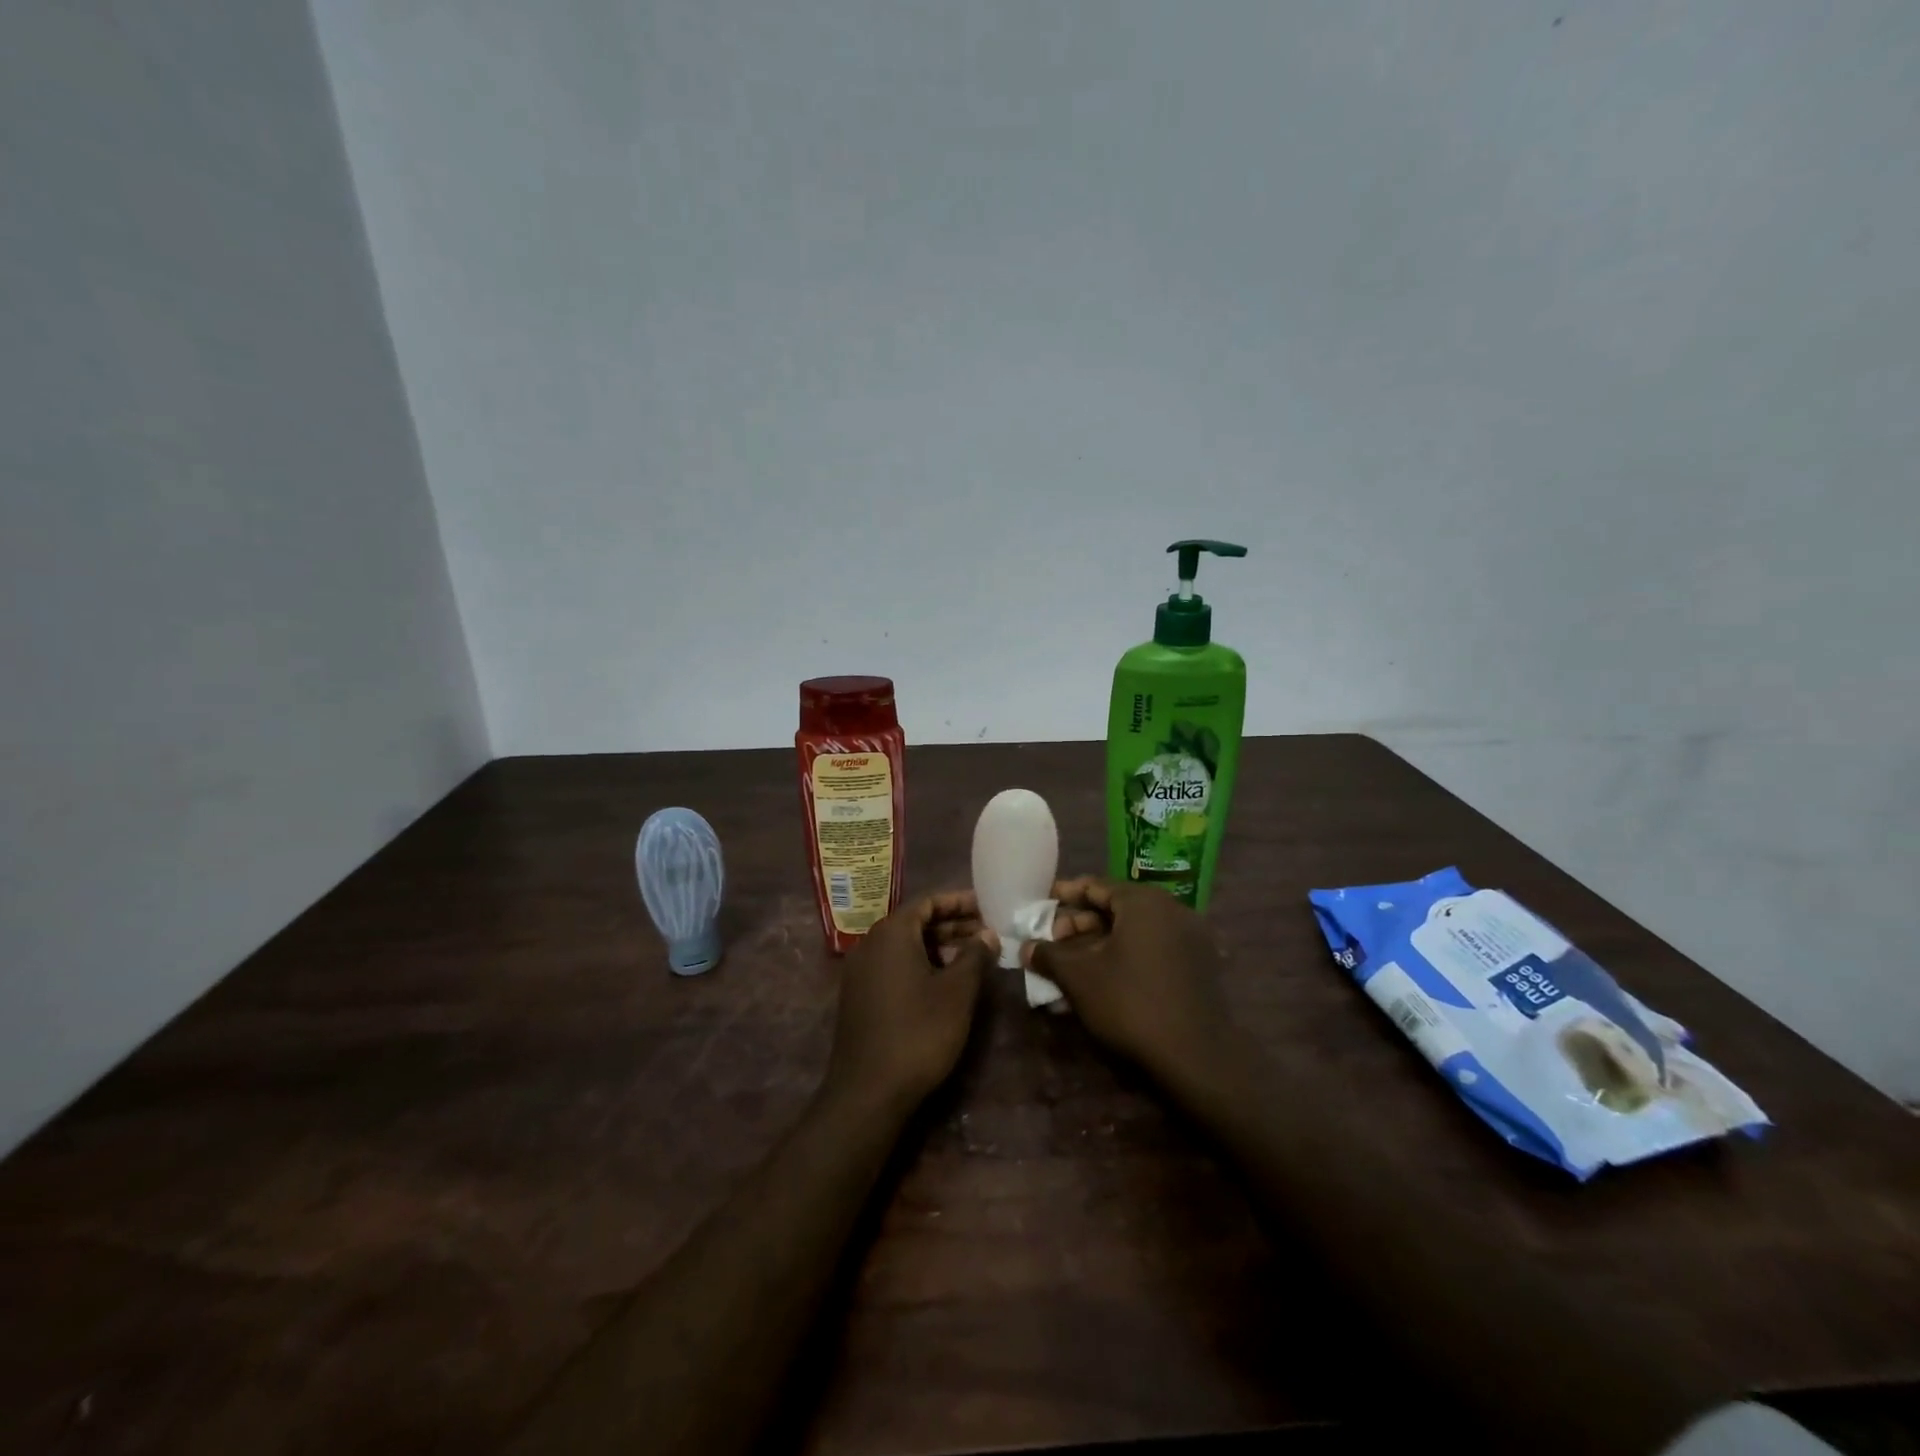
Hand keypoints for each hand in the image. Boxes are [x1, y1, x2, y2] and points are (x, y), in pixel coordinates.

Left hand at [825, 891, 995, 1108]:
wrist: (868, 1091)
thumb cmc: (918, 1032)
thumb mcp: (956, 992)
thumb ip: (975, 956)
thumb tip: (988, 934)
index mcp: (891, 933)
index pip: (928, 902)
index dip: (959, 902)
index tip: (987, 906)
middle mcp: (870, 943)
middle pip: (915, 922)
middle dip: (952, 925)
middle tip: (986, 932)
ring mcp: (860, 971)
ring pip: (905, 945)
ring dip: (938, 946)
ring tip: (973, 957)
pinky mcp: (859, 995)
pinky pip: (894, 965)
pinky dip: (920, 964)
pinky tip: (945, 981)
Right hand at [1029, 878, 1242, 1084]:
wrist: (1196, 1056)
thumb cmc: (1130, 1003)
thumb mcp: (1080, 978)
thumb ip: (1050, 956)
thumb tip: (1026, 948)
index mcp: (1144, 902)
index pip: (1097, 886)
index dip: (1067, 893)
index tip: (1044, 901)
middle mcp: (1172, 910)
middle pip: (1117, 908)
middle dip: (1081, 924)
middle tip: (1054, 941)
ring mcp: (1191, 939)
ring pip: (1134, 932)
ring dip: (1101, 944)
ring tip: (1073, 964)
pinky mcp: (1199, 966)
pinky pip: (1153, 949)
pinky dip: (1126, 956)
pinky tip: (1104, 979)